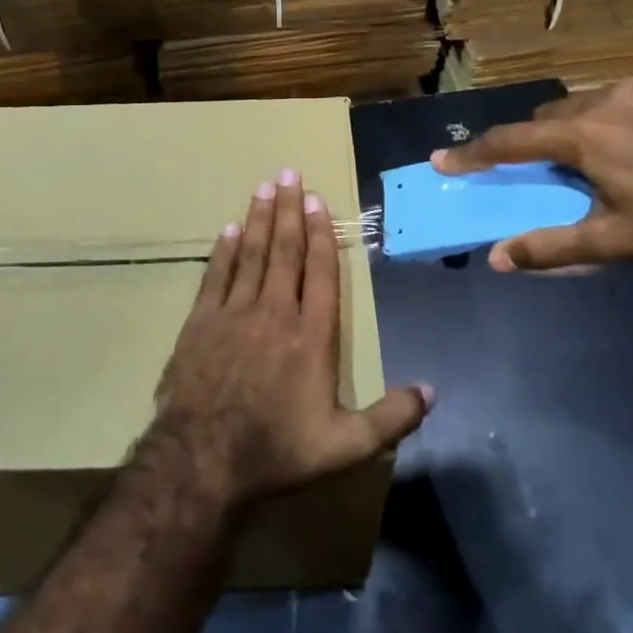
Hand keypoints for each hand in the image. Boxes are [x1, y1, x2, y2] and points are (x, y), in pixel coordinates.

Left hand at [149, 170, 431, 507]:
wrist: (203, 459)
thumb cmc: (277, 450)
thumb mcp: (345, 445)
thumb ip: (391, 418)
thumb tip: (432, 391)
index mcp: (312, 336)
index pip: (320, 273)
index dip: (321, 234)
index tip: (318, 201)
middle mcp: (275, 313)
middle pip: (285, 251)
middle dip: (289, 210)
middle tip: (289, 174)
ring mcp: (234, 314)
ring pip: (251, 255)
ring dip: (258, 219)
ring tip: (264, 187)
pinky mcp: (200, 323)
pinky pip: (215, 277)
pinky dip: (223, 252)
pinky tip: (228, 230)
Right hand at [432, 83, 632, 270]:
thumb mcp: (613, 241)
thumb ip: (551, 247)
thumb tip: (498, 258)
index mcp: (582, 137)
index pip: (510, 143)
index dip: (472, 154)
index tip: (441, 160)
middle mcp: (600, 103)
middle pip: (542, 120)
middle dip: (525, 143)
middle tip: (527, 173)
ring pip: (575, 109)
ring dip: (561, 133)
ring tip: (577, 165)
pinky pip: (606, 104)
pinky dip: (593, 124)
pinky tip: (619, 151)